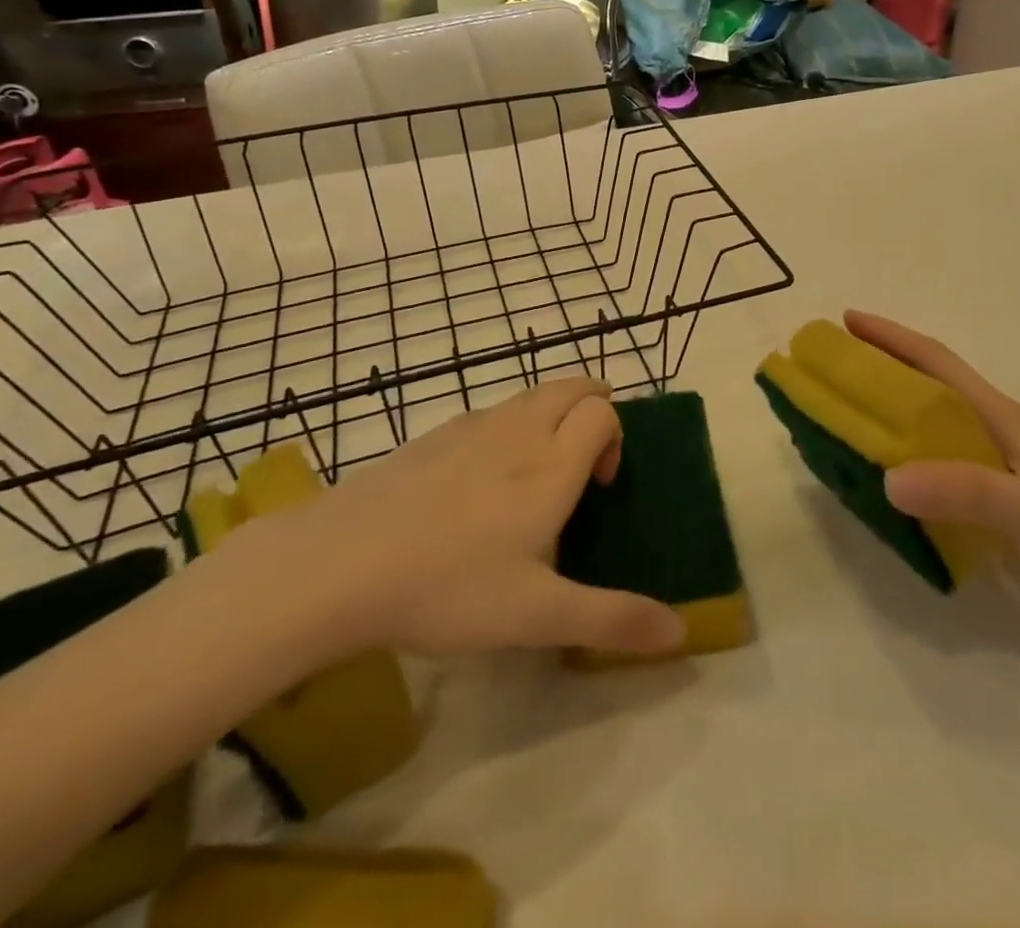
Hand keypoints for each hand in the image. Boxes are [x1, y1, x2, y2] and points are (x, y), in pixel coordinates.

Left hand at [220, 379, 686, 663]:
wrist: (340, 565)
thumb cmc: (451, 587)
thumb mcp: (538, 616)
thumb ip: (612, 620)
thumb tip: (679, 633)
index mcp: (553, 463)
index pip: (603, 411)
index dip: (615, 436)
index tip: (599, 487)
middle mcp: (519, 430)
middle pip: (572, 386)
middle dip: (592, 409)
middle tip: (582, 465)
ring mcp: (472, 426)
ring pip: (530, 395)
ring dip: (551, 415)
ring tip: (534, 476)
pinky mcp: (433, 436)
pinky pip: (490, 413)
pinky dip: (508, 427)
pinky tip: (478, 486)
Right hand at [846, 311, 1019, 635]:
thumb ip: (964, 490)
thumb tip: (887, 478)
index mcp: (1003, 418)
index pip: (938, 362)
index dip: (893, 337)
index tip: (849, 321)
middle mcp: (1002, 430)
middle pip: (935, 384)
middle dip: (887, 366)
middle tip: (838, 370)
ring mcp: (1011, 463)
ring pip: (942, 422)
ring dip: (900, 410)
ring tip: (857, 419)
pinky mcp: (1016, 495)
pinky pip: (952, 460)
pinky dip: (920, 454)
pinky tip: (906, 480)